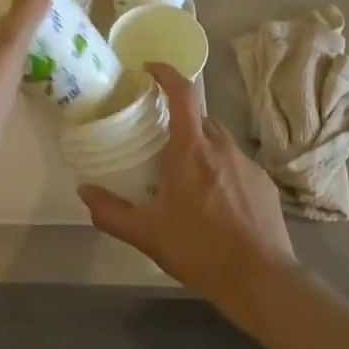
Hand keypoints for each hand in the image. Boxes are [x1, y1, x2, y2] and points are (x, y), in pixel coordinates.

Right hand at [78, 64, 297, 313]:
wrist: (260, 279)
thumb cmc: (199, 250)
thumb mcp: (146, 234)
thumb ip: (111, 212)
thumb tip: (84, 191)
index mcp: (192, 150)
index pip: (183, 94)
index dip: (167, 73)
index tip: (150, 69)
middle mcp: (222, 147)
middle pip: (200, 117)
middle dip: (180, 119)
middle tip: (159, 137)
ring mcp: (248, 164)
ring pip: (219, 140)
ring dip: (201, 146)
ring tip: (185, 173)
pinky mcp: (264, 183)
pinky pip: (237, 163)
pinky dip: (221, 169)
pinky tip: (214, 200)